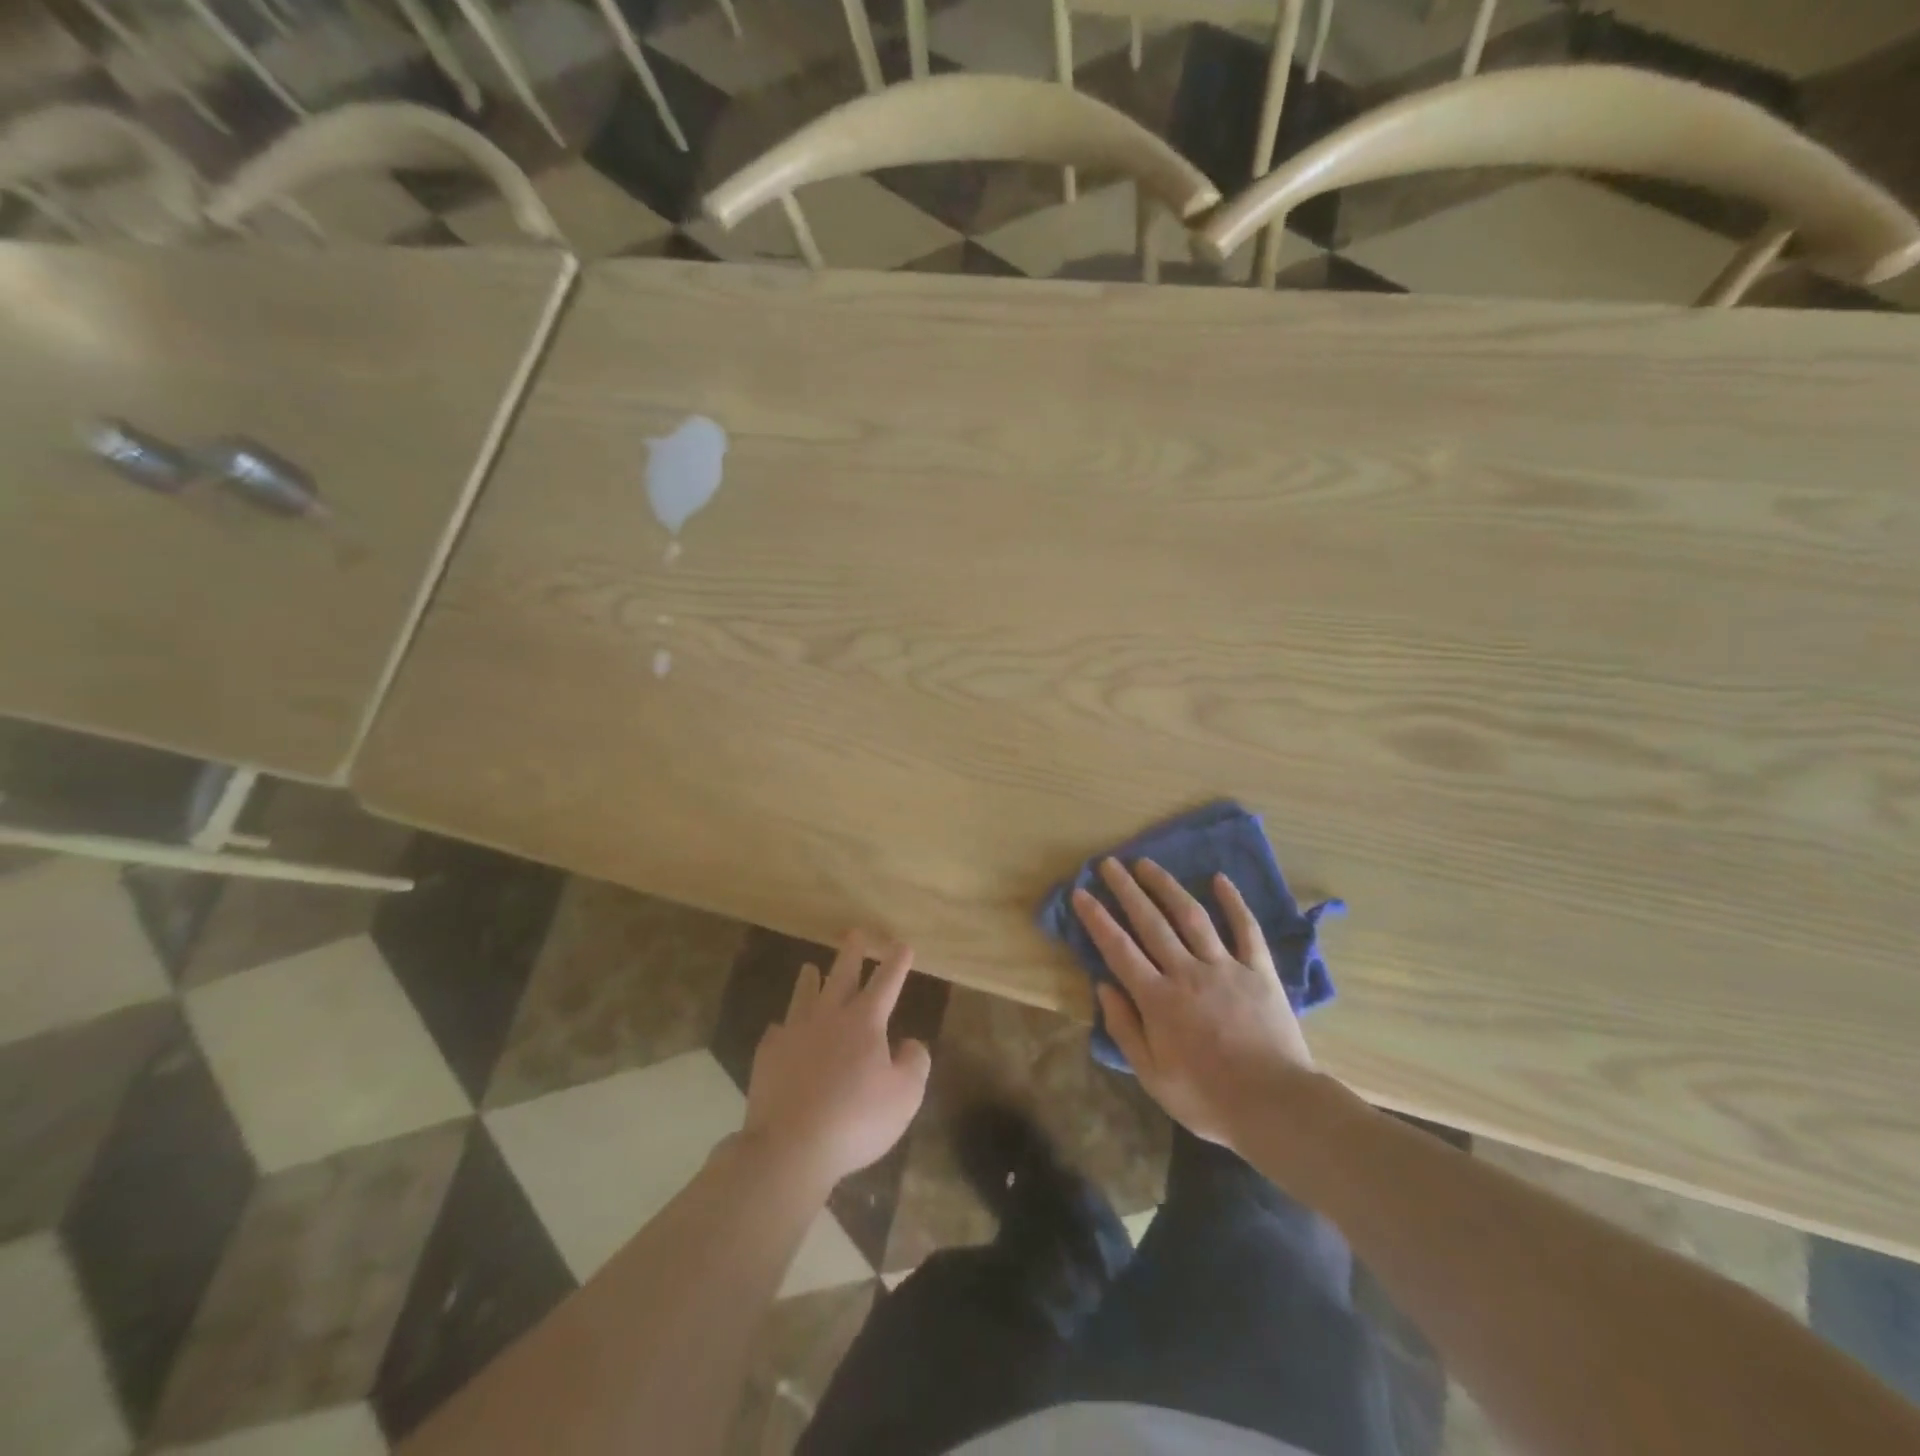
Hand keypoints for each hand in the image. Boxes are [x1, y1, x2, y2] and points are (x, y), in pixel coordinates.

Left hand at [742, 933, 932, 1191]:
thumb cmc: (856, 1120)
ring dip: (809, 980)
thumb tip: (910, 1043)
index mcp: (864, 1022)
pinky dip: (783, 1026)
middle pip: (841, 976)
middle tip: (854, 933)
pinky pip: (777, 1031)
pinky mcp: (769, 1055)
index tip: (902, 944)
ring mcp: (794, 1033)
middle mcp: (829, 1017)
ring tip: (809, 967)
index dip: (896, 963)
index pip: (886, 983)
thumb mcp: (905, 1096)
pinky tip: (781, 1028)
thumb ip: (915, 1063)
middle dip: (851, 953)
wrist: (790, 1146)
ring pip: (804, 996)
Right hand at [1073, 858, 1314, 1148]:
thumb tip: (1103, 986)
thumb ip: (1125, 1028)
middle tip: (1109, 863)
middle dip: (1126, 890)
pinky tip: (1220, 879)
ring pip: (1191, 916)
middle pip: (1151, 922)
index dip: (1097, 918)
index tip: (1080, 892)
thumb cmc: (1207, 1098)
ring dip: (1166, 886)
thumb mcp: (1152, 1076)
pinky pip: (1246, 929)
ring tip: (1147, 863)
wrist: (1276, 1107)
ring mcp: (1225, 967)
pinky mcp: (1259, 971)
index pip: (1119, 949)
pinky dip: (1233, 902)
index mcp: (1158, 999)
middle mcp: (1187, 972)